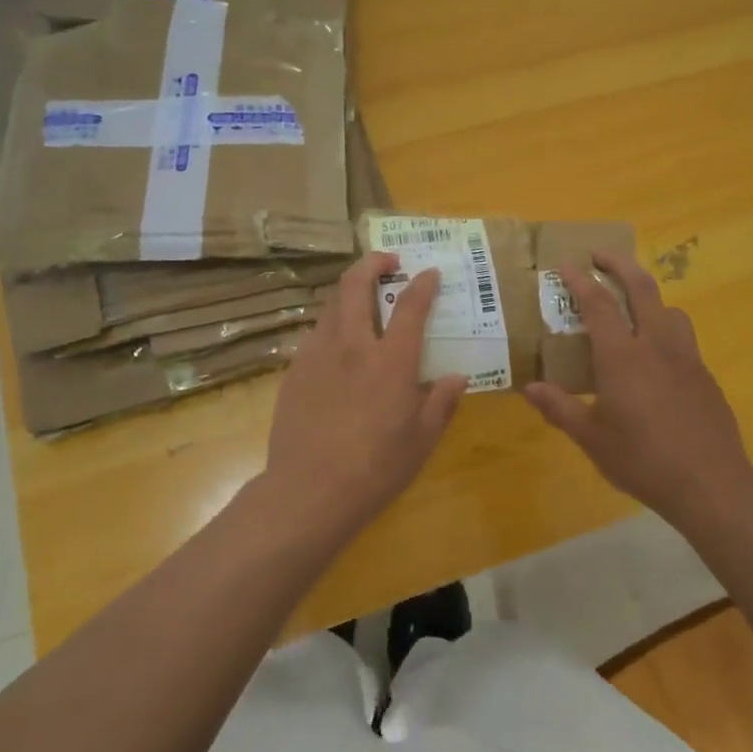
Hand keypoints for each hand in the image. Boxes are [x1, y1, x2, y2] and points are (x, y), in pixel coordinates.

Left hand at [262, 251, 468, 536]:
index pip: (410, 306)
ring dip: (349, 291)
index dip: (422, 284)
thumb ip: (441, 403)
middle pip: (356, 285)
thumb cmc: (375, 468)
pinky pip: (316, 334)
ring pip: (331, 304)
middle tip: (387, 261)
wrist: (309, 490)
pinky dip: (332, 325)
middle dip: (372, 263)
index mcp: (391, 361)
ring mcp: (318, 354)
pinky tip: (337, 345)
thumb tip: (457, 378)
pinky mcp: (295, 370)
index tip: (429, 273)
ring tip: (362, 298)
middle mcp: (353, 345)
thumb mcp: (421, 440)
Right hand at [524, 251, 752, 530]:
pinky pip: (682, 334)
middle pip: (641, 287)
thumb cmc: (643, 460)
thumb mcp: (592, 438)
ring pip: (668, 308)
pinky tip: (655, 353)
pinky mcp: (704, 374)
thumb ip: (559, 408)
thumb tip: (529, 388)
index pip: (598, 303)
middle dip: (620, 264)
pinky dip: (663, 324)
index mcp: (622, 356)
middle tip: (600, 255)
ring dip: (647, 293)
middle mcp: (655, 344)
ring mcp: (685, 357)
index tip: (567, 263)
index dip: (581, 280)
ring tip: (631, 303)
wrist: (711, 484)